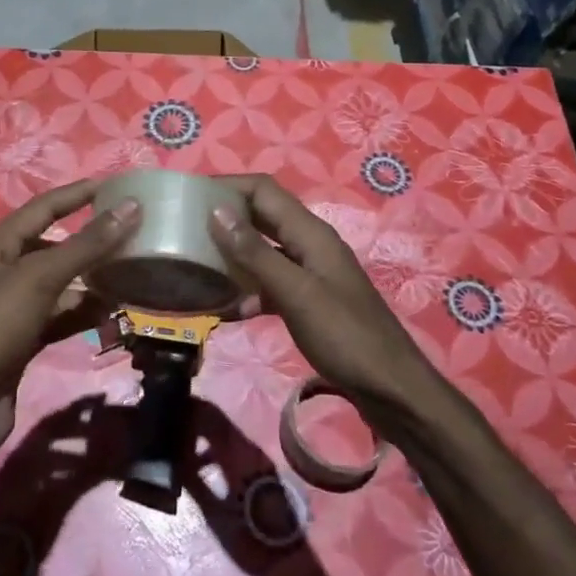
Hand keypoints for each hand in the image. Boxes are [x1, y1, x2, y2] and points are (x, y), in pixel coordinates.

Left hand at [0, 180, 138, 458]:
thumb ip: (86, 244)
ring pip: (60, 283)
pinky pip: (60, 315)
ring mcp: (12, 308)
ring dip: (92, 279)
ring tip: (132, 272)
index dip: (78, 195)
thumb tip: (130, 206)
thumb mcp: (39, 278)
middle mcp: (2, 271)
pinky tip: (113, 312)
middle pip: (53, 246)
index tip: (116, 186)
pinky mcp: (23, 340)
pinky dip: (84, 312)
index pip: (43, 208)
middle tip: (133, 234)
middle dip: (91, 241)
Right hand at [206, 174, 430, 405]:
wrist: (391, 389)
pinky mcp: (308, 301)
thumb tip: (216, 211)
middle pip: (262, 216)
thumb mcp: (296, 293)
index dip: (228, 186)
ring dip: (233, 254)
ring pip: (264, 251)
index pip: (264, 190)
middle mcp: (309, 245)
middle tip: (183, 228)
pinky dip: (247, 289)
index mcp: (310, 233)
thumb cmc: (345, 337)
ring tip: (196, 264)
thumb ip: (256, 254)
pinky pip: (270, 283)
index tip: (189, 196)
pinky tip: (227, 309)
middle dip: (225, 217)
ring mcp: (310, 273)